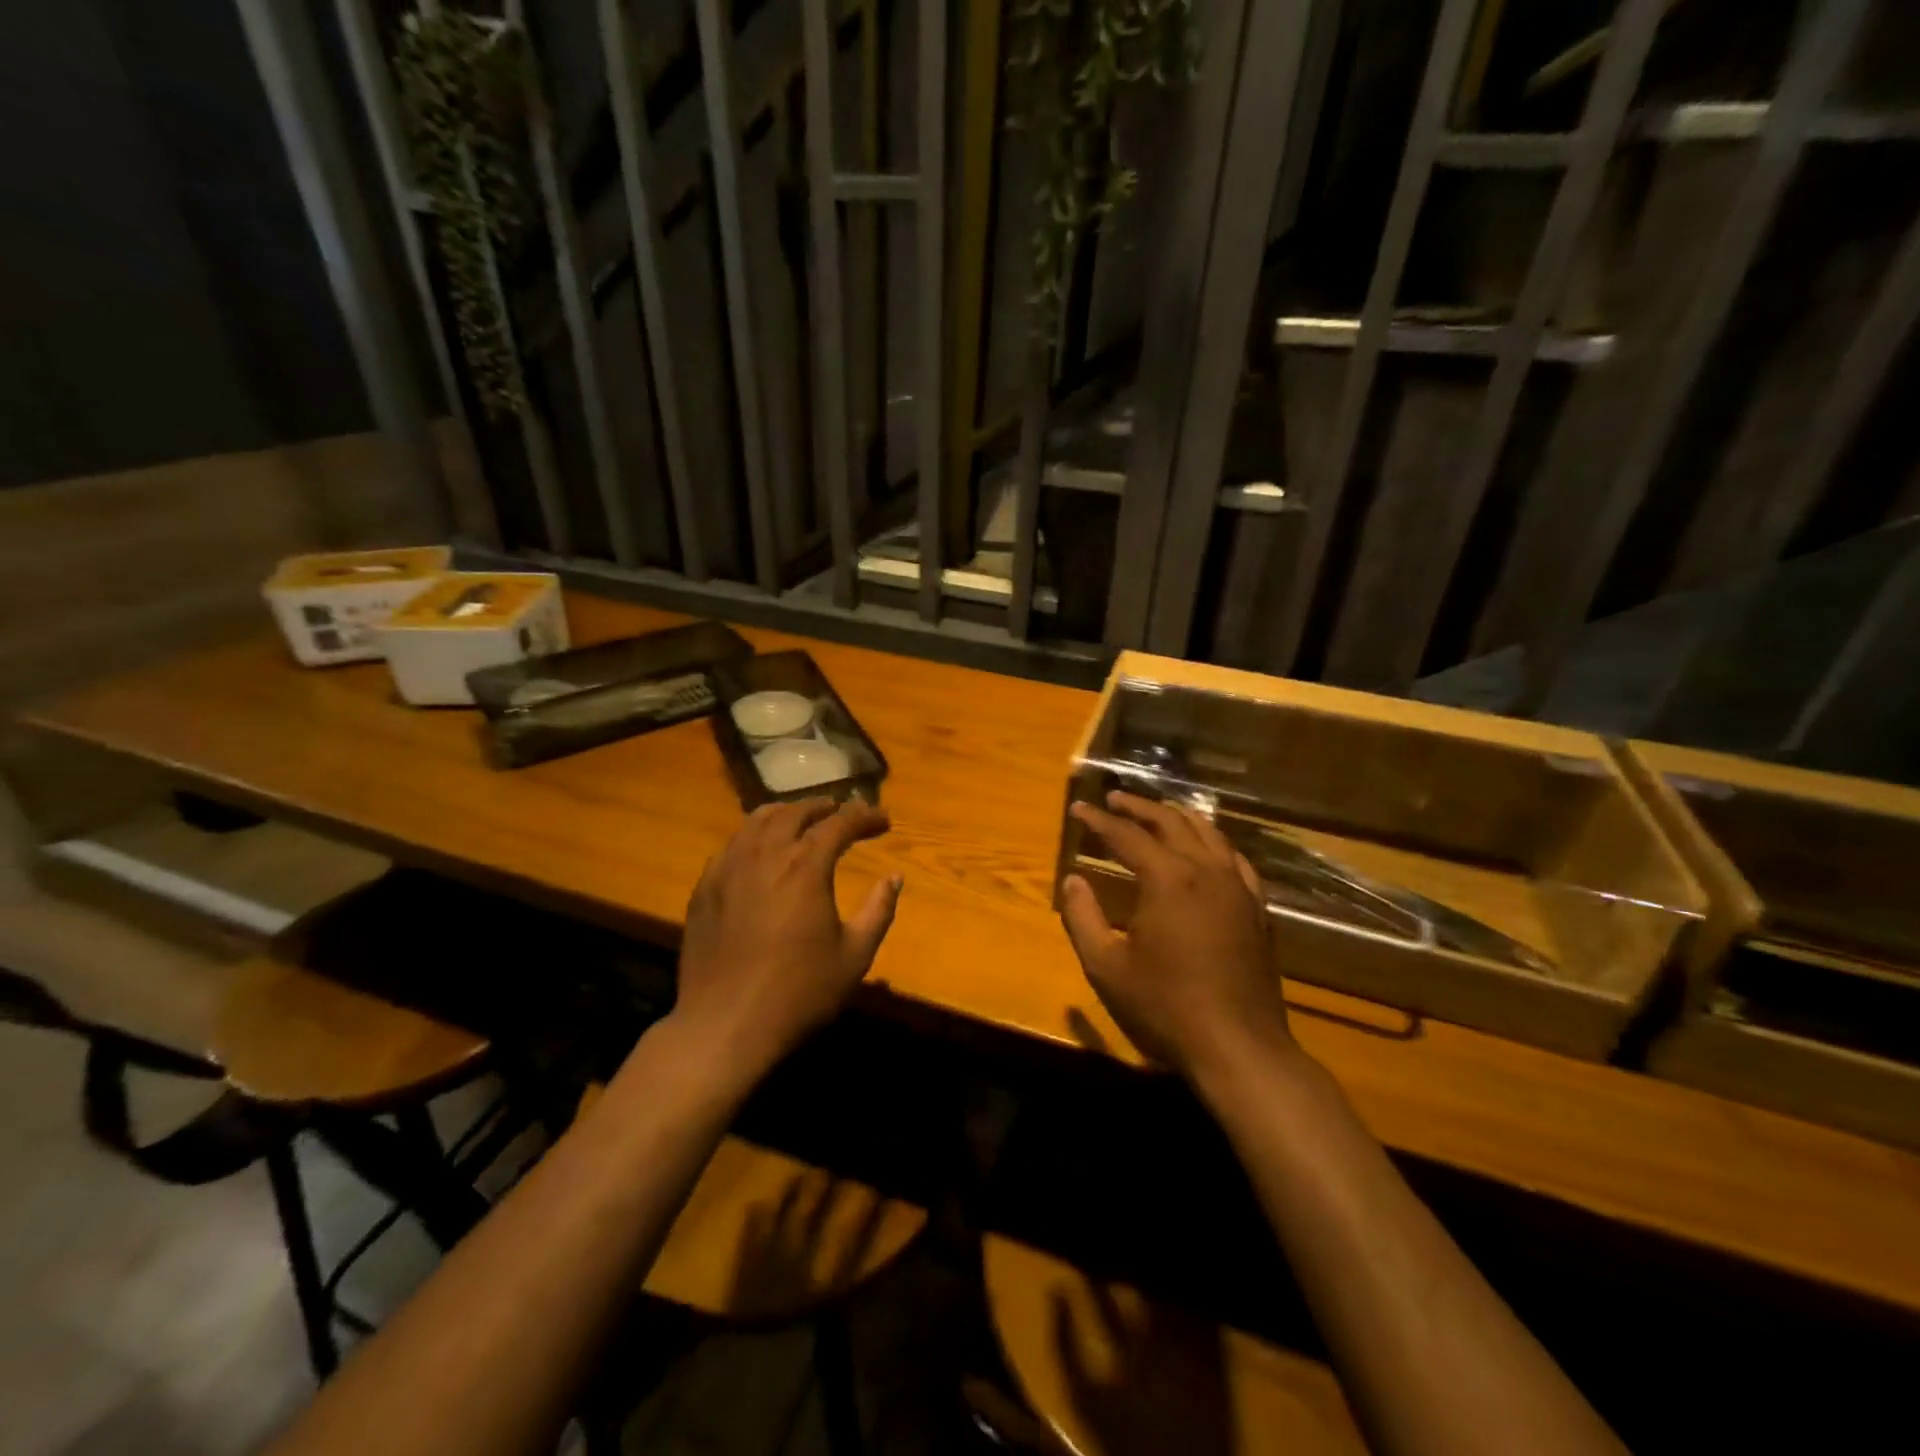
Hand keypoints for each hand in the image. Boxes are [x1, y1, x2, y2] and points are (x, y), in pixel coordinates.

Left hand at [674, 798, 901, 1076]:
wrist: (725, 1026)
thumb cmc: (799, 992)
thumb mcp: (854, 955)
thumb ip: (879, 910)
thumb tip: (894, 877)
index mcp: (805, 867)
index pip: (839, 823)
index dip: (864, 816)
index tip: (884, 820)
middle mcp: (765, 855)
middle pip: (795, 813)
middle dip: (824, 807)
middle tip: (843, 812)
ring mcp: (728, 869)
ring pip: (756, 821)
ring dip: (786, 813)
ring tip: (802, 819)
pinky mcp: (704, 888)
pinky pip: (731, 845)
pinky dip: (754, 836)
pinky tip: (760, 851)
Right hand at [1061, 792, 1292, 1081]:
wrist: (1239, 1046)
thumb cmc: (1165, 1007)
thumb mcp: (1106, 966)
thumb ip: (1083, 918)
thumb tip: (1073, 880)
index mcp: (1168, 879)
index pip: (1127, 835)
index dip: (1099, 820)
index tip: (1078, 808)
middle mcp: (1205, 871)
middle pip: (1170, 823)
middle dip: (1139, 808)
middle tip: (1114, 798)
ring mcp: (1237, 888)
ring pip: (1208, 833)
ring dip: (1177, 817)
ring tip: (1157, 812)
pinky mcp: (1256, 908)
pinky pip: (1235, 859)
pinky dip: (1214, 843)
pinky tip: (1208, 847)